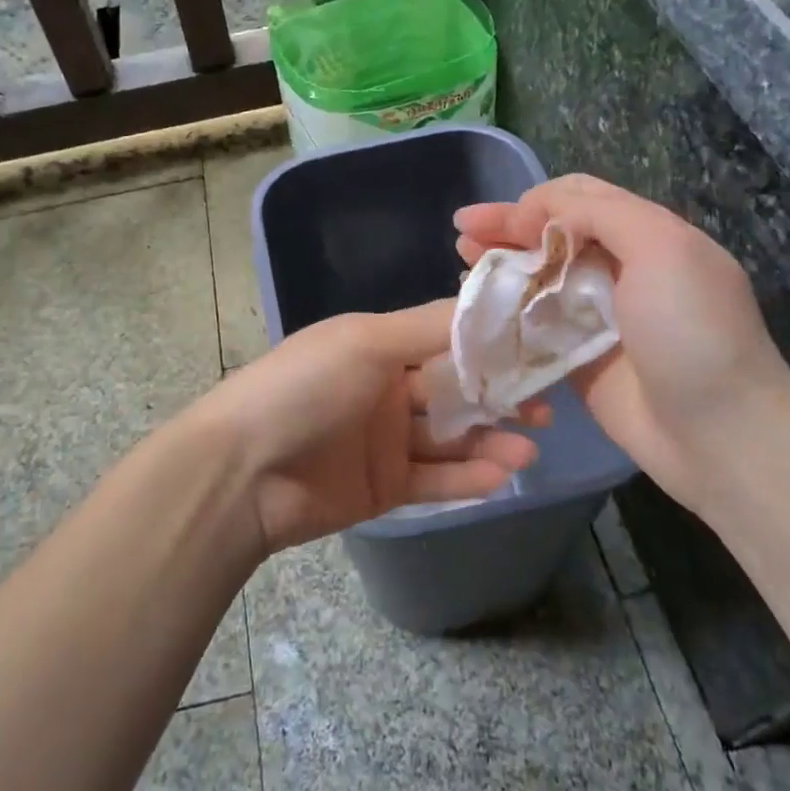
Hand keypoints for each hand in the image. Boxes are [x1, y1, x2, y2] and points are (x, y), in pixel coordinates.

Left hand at [187, 300, 546, 552]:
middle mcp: (385, 389)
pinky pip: (435, 480)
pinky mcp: (384, 487)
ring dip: (491, 440)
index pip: (446, 339)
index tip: (539, 348)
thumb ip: (429, 328)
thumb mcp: (365, 342)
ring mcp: (385, 441)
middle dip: (500, 396)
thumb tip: (490, 303)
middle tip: (547, 407)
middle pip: (455, 390)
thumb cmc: (303, 389)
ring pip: (451, 437)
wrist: (242, 472)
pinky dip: (468, 477)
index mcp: (378, 346)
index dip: (491, 344)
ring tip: (530, 447)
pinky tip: (502, 474)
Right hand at [454, 174, 789, 495]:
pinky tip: (477, 306)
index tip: (494, 219)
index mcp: (647, 236)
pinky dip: (506, 311)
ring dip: (501, 265)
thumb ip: (601, 214)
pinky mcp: (577, 359)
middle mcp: (620, 270)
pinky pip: (535, 326)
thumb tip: (540, 212)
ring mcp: (597, 317)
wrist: (718, 434)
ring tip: (461, 260)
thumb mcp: (661, 249)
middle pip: (552, 236)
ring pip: (539, 278)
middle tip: (462, 231)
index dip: (533, 202)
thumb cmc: (692, 332)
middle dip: (507, 228)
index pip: (580, 199)